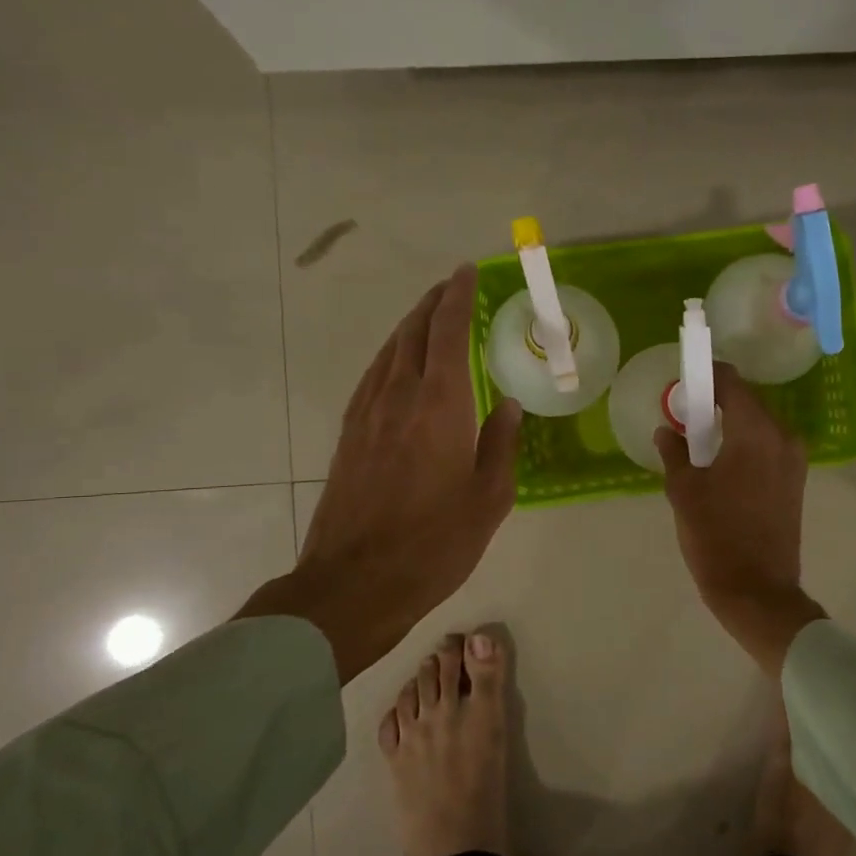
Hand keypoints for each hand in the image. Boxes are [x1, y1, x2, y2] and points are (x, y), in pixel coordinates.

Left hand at [237, 265, 521, 682]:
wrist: (355, 583)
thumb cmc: (434, 544)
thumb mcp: (489, 500)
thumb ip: (501, 444)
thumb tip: (507, 404)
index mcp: (439, 406)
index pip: (447, 334)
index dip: (457, 298)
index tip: (467, 273)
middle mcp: (398, 398)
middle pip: (412, 333)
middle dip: (432, 304)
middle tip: (451, 287)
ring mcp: (366, 415)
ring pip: (388, 352)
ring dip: (409, 327)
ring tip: (427, 316)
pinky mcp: (348, 436)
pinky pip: (372, 377)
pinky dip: (390, 357)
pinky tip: (397, 365)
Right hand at [653, 363, 825, 673]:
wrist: (758, 590)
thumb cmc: (716, 536)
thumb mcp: (684, 491)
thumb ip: (674, 452)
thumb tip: (666, 431)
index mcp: (755, 432)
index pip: (731, 383)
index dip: (707, 375)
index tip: (685, 379)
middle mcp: (782, 437)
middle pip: (747, 402)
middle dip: (716, 401)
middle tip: (685, 414)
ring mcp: (794, 460)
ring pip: (759, 425)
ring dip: (731, 424)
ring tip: (699, 440)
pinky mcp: (795, 481)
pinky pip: (768, 447)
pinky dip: (745, 444)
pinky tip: (721, 462)